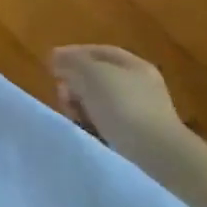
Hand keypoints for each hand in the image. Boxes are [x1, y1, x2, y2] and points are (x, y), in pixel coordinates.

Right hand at [50, 45, 183, 148]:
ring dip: (80, 104)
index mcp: (135, 65)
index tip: (51, 63)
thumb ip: (72, 61)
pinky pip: (105, 123)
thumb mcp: (92, 73)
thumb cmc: (122, 104)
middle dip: (75, 82)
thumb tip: (57, 56)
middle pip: (98, 78)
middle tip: (60, 91)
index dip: (73, 53)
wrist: (155, 154)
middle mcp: (140, 86)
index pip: (99, 52)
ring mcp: (140, 113)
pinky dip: (91, 122)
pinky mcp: (136, 138)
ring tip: (71, 113)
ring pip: (99, 102)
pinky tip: (84, 128)